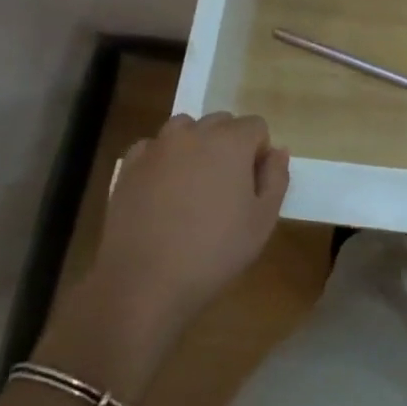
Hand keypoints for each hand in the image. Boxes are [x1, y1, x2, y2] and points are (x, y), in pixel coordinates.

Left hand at [38, 113, 288, 395]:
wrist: (145, 283)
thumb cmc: (214, 252)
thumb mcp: (263, 221)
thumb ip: (276, 178)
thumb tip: (277, 151)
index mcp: (230, 141)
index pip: (256, 126)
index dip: (259, 153)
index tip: (252, 185)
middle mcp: (194, 133)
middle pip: (221, 122)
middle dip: (229, 145)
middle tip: (225, 187)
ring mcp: (157, 147)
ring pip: (185, 129)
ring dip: (195, 146)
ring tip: (193, 185)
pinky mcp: (129, 166)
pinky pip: (152, 147)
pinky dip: (161, 159)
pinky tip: (161, 190)